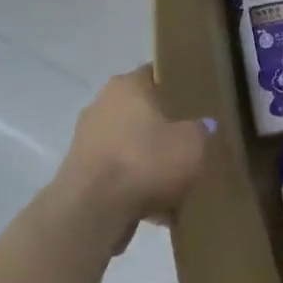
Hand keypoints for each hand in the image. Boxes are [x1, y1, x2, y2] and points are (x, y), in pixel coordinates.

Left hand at [52, 65, 210, 237]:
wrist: (93, 209)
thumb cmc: (147, 161)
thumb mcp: (193, 143)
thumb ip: (202, 130)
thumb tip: (202, 126)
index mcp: (128, 86)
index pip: (156, 74)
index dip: (179, 87)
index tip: (197, 103)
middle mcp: (102, 104)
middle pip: (142, 111)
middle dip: (163, 127)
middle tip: (189, 143)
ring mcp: (86, 138)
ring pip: (130, 144)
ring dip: (149, 159)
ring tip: (175, 181)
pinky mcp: (80, 170)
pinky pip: (119, 172)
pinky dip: (136, 184)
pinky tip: (157, 207)